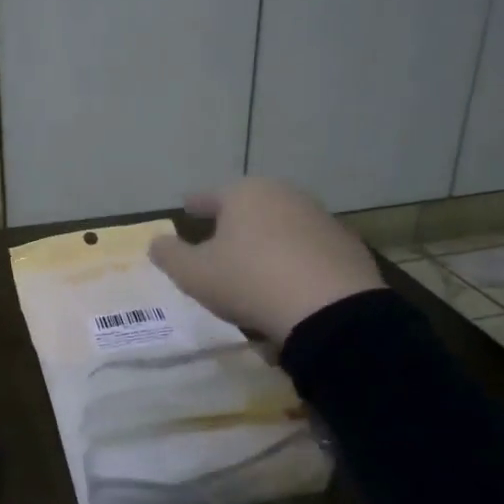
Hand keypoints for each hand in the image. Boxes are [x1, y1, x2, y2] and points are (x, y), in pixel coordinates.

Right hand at [148, 178, 385, 342]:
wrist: (330, 309)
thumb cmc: (249, 281)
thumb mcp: (193, 274)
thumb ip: (169, 255)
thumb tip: (157, 242)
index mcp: (244, 194)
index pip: (209, 195)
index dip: (195, 204)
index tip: (186, 208)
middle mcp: (283, 195)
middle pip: (249, 205)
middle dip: (233, 219)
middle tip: (218, 237)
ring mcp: (319, 218)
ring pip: (280, 224)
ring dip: (265, 238)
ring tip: (254, 262)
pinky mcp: (346, 245)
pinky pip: (307, 248)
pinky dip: (294, 258)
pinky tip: (288, 280)